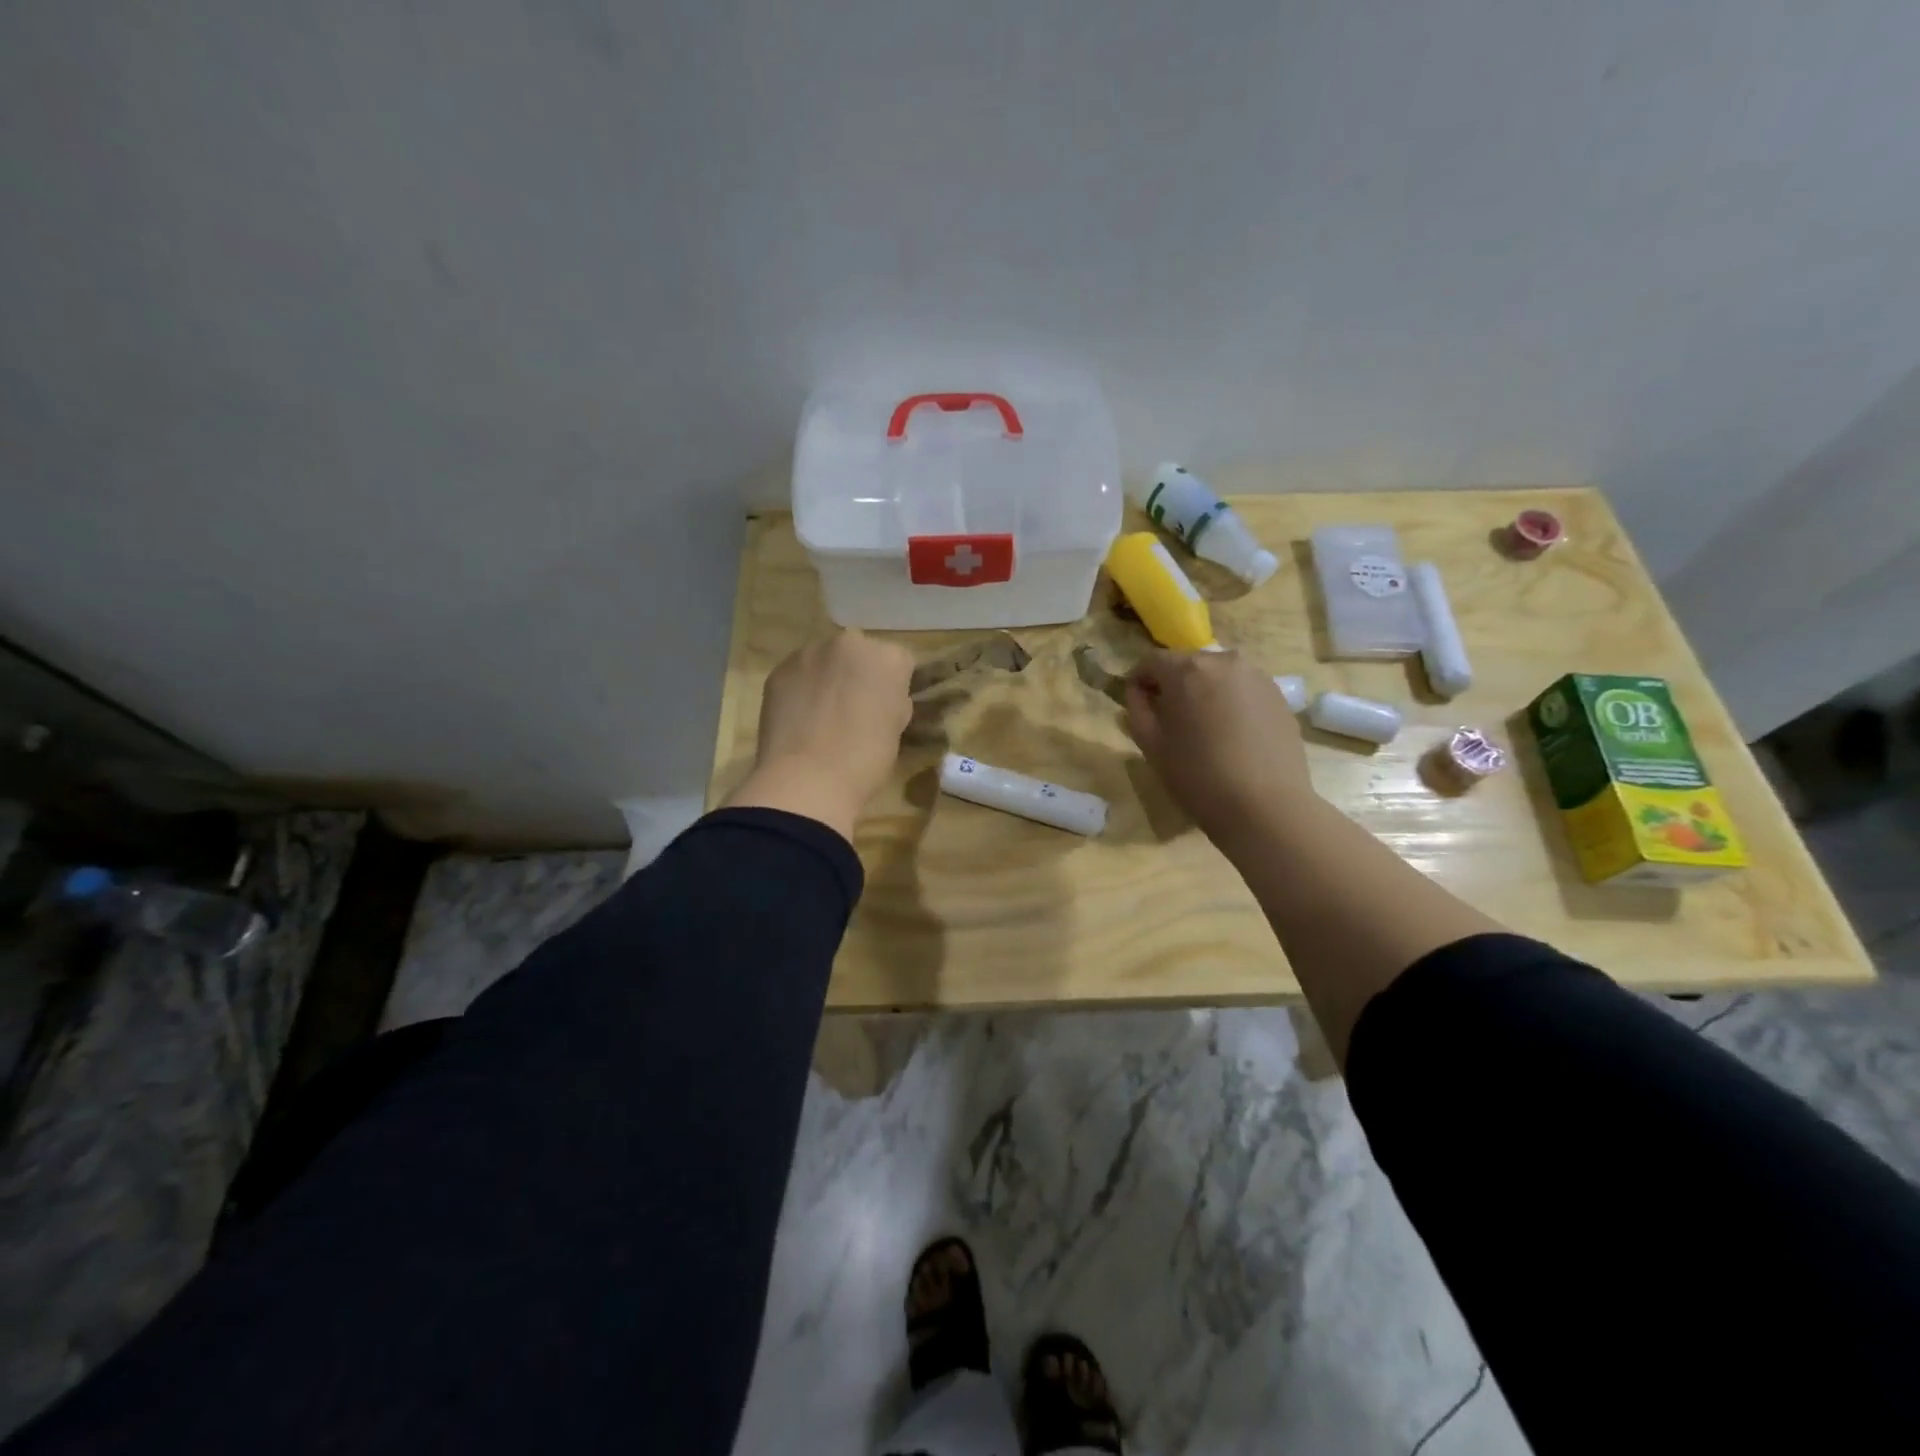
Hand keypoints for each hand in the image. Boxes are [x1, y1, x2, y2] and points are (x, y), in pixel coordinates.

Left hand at [724, 629, 914, 840]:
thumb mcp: (896, 729)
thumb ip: (892, 701)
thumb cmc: (865, 759)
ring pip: (826, 660)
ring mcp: (810, 653)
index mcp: (888, 658)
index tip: (888, 707)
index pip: (900, 662)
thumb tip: (880, 698)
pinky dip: (801, 689)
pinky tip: (800, 719)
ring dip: (828, 678)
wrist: (807, 779)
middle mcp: (850, 643)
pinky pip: (798, 674)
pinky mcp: (779, 670)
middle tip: (856, 708)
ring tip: (823, 714)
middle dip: (860, 673)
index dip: (895, 685)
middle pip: (860, 653)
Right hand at [1125, 649, 1314, 850]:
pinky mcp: (1279, 696)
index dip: (1139, 681)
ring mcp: (1257, 677)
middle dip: (1174, 685)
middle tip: (1169, 719)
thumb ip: (1137, 709)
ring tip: (1203, 728)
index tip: (1137, 704)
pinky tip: (1231, 736)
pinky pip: (1243, 691)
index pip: (1152, 662)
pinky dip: (1230, 703)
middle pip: (1188, 665)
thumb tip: (1139, 691)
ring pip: (1218, 676)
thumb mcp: (1151, 745)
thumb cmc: (1197, 776)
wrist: (1265, 806)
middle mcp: (1224, 661)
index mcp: (1187, 670)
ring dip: (1204, 693)